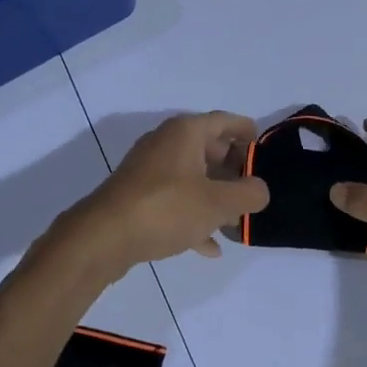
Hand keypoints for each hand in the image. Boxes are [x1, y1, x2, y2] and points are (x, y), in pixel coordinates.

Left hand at [69, 112, 269, 271]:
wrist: (103, 237)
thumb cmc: (166, 208)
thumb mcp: (218, 203)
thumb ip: (249, 194)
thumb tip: (260, 190)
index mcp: (186, 132)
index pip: (225, 121)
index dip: (247, 131)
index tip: (263, 146)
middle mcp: (166, 143)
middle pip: (208, 148)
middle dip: (232, 168)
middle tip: (253, 187)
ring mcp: (148, 170)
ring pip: (192, 177)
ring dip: (214, 195)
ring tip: (236, 219)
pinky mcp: (137, 196)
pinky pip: (174, 200)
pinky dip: (193, 215)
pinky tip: (209, 245)